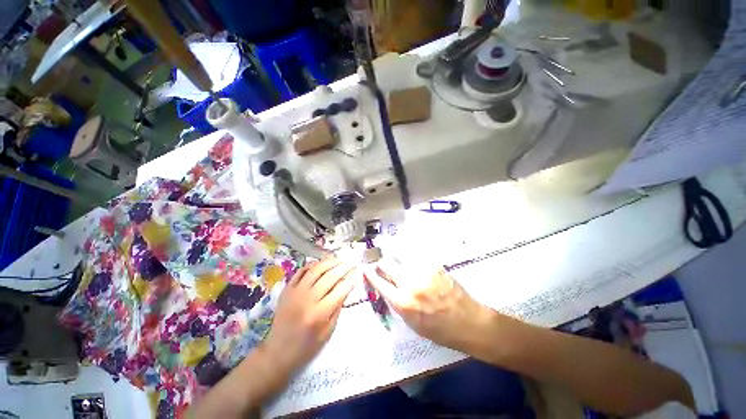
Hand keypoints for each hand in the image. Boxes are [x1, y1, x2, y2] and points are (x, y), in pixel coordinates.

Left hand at [263, 259, 359, 374]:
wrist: (277, 352)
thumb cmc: (306, 346)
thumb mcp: (328, 332)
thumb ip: (337, 308)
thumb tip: (346, 288)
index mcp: (319, 313)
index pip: (340, 289)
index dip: (351, 278)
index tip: (358, 271)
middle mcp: (307, 299)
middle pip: (329, 276)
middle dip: (343, 267)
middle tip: (351, 262)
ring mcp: (295, 292)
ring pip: (315, 270)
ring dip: (329, 262)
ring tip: (338, 259)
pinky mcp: (286, 290)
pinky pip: (300, 271)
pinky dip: (312, 265)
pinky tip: (321, 264)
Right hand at [365, 258, 486, 350]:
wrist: (468, 322)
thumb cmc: (439, 329)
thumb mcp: (411, 323)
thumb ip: (397, 303)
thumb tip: (387, 286)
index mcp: (403, 302)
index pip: (379, 282)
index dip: (370, 274)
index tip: (365, 268)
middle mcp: (410, 283)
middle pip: (387, 263)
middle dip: (381, 262)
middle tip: (380, 261)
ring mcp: (423, 271)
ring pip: (400, 254)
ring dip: (393, 253)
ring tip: (391, 250)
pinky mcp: (434, 264)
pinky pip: (415, 253)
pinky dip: (408, 252)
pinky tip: (407, 251)